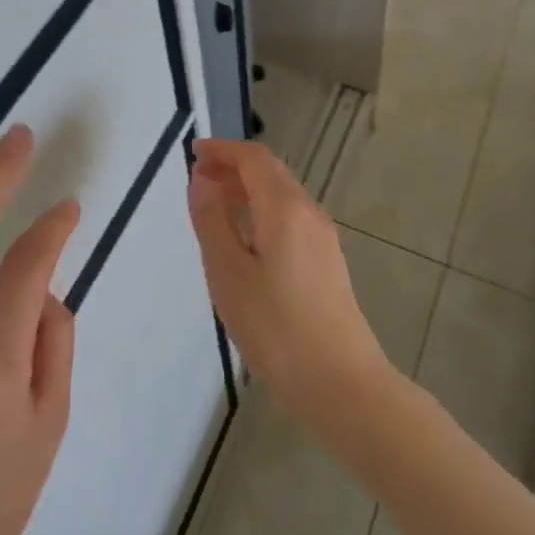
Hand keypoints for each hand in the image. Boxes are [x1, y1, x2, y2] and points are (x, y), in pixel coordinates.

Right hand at [187, 138, 391, 432]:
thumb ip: (212, 220)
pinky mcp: (327, 263)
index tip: (193, 153)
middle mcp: (309, 213)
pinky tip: (245, 240)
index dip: (222, 149)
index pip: (253, 158)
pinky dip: (261, 212)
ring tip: (214, 206)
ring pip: (281, 196)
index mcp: (285, 208)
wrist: (341, 384)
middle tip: (198, 178)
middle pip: (270, 173)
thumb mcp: (229, 273)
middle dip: (233, 167)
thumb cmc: (276, 327)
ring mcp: (323, 239)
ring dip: (247, 190)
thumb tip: (202, 180)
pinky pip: (290, 219)